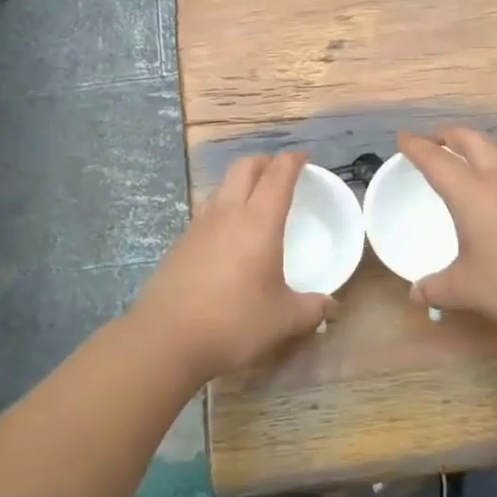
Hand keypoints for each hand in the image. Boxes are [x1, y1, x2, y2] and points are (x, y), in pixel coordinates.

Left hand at [130, 151, 332, 382]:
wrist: (165, 339)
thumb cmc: (234, 323)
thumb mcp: (283, 320)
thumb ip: (311, 309)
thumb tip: (332, 306)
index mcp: (258, 221)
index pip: (278, 174)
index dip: (292, 160)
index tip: (304, 157)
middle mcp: (227, 213)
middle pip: (244, 167)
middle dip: (265, 161)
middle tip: (280, 172)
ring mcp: (198, 226)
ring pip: (221, 186)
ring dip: (240, 183)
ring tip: (254, 201)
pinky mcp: (179, 244)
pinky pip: (206, 212)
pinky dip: (223, 210)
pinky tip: (228, 237)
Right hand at [397, 127, 496, 335]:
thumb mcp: (468, 289)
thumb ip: (438, 288)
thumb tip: (417, 293)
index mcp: (471, 193)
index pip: (436, 159)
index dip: (416, 146)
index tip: (403, 138)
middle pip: (470, 139)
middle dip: (447, 135)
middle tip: (433, 142)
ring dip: (477, 153)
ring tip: (466, 170)